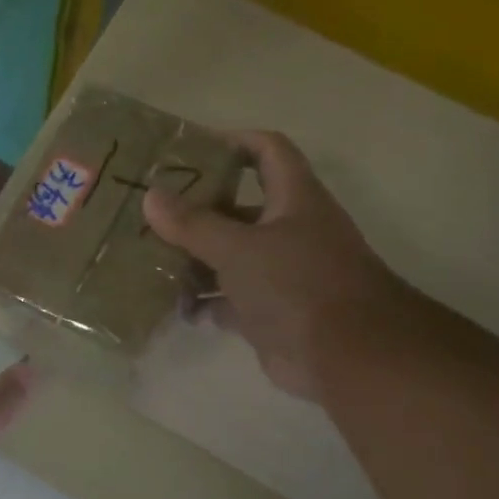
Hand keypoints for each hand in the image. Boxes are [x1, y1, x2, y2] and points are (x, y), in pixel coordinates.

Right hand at [144, 131, 396, 401]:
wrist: (347, 356)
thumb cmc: (297, 284)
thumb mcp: (239, 248)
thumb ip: (194, 224)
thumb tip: (151, 196)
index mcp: (294, 199)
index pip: (267, 151)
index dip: (233, 141)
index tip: (188, 150)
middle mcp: (290, 230)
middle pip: (238, 208)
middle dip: (197, 211)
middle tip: (152, 213)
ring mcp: (282, 273)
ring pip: (231, 256)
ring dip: (195, 260)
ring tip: (151, 261)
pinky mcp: (272, 311)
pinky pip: (230, 298)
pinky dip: (206, 301)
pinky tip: (177, 307)